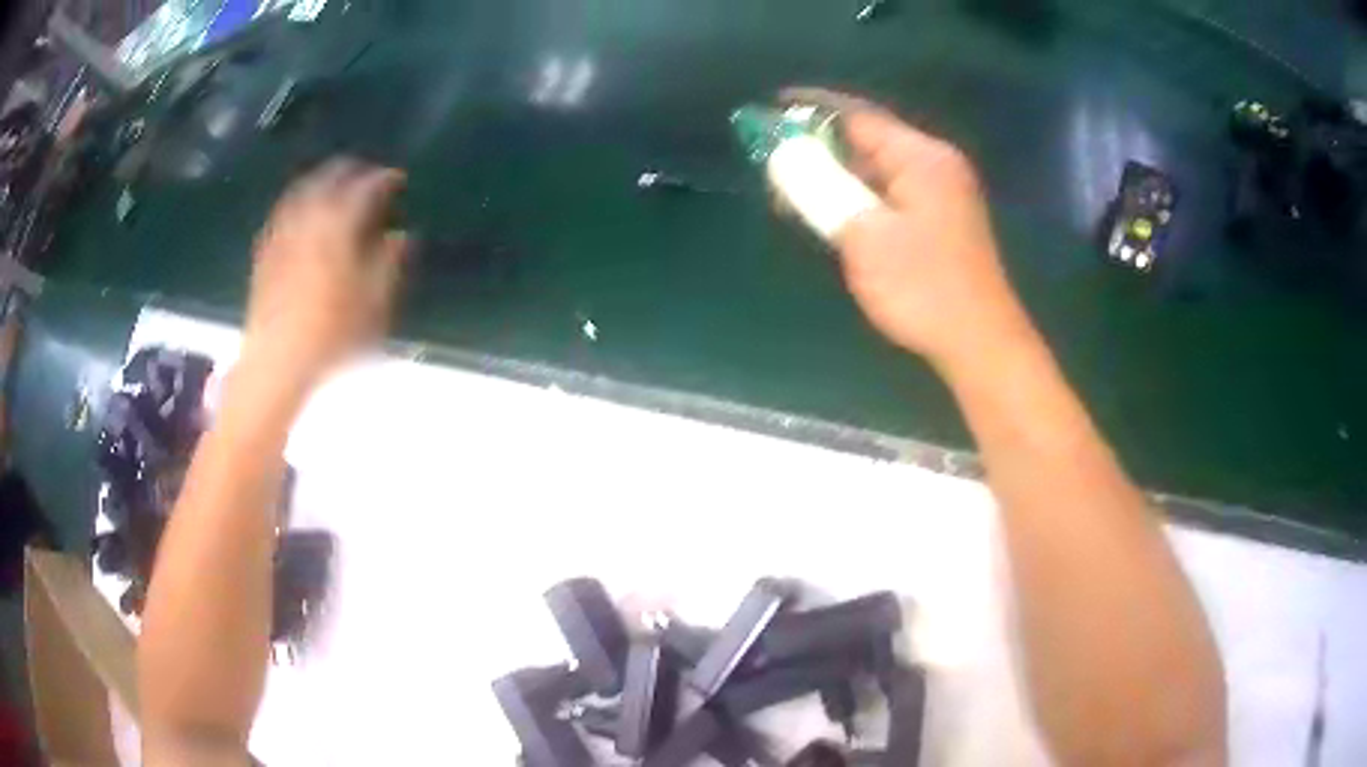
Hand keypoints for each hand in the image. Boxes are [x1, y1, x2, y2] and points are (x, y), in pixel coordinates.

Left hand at [241, 158, 407, 395]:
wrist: (276, 360)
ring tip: (334, 185)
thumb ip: (389, 261)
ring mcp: (282, 232)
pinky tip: (301, 213)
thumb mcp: (374, 301)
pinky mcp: (265, 251)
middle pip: (329, 177)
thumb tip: (401, 235)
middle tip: (367, 176)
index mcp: (338, 223)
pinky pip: (283, 213)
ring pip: (302, 189)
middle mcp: (308, 217)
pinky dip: (297, 203)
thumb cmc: (331, 333)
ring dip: (322, 181)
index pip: (366, 187)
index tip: (398, 179)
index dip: (385, 179)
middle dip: (351, 171)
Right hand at [781, 89, 1034, 372]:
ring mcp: (943, 192)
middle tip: (774, 156)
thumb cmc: (923, 287)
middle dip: (820, 144)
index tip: (771, 106)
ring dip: (838, 173)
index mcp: (921, 157)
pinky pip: (891, 192)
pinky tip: (833, 210)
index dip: (811, 107)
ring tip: (793, 187)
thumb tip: (784, 154)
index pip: (858, 115)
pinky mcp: (942, 219)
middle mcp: (935, 164)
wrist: (980, 341)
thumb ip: (820, 187)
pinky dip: (859, 194)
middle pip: (869, 138)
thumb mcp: (863, 235)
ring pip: (879, 168)